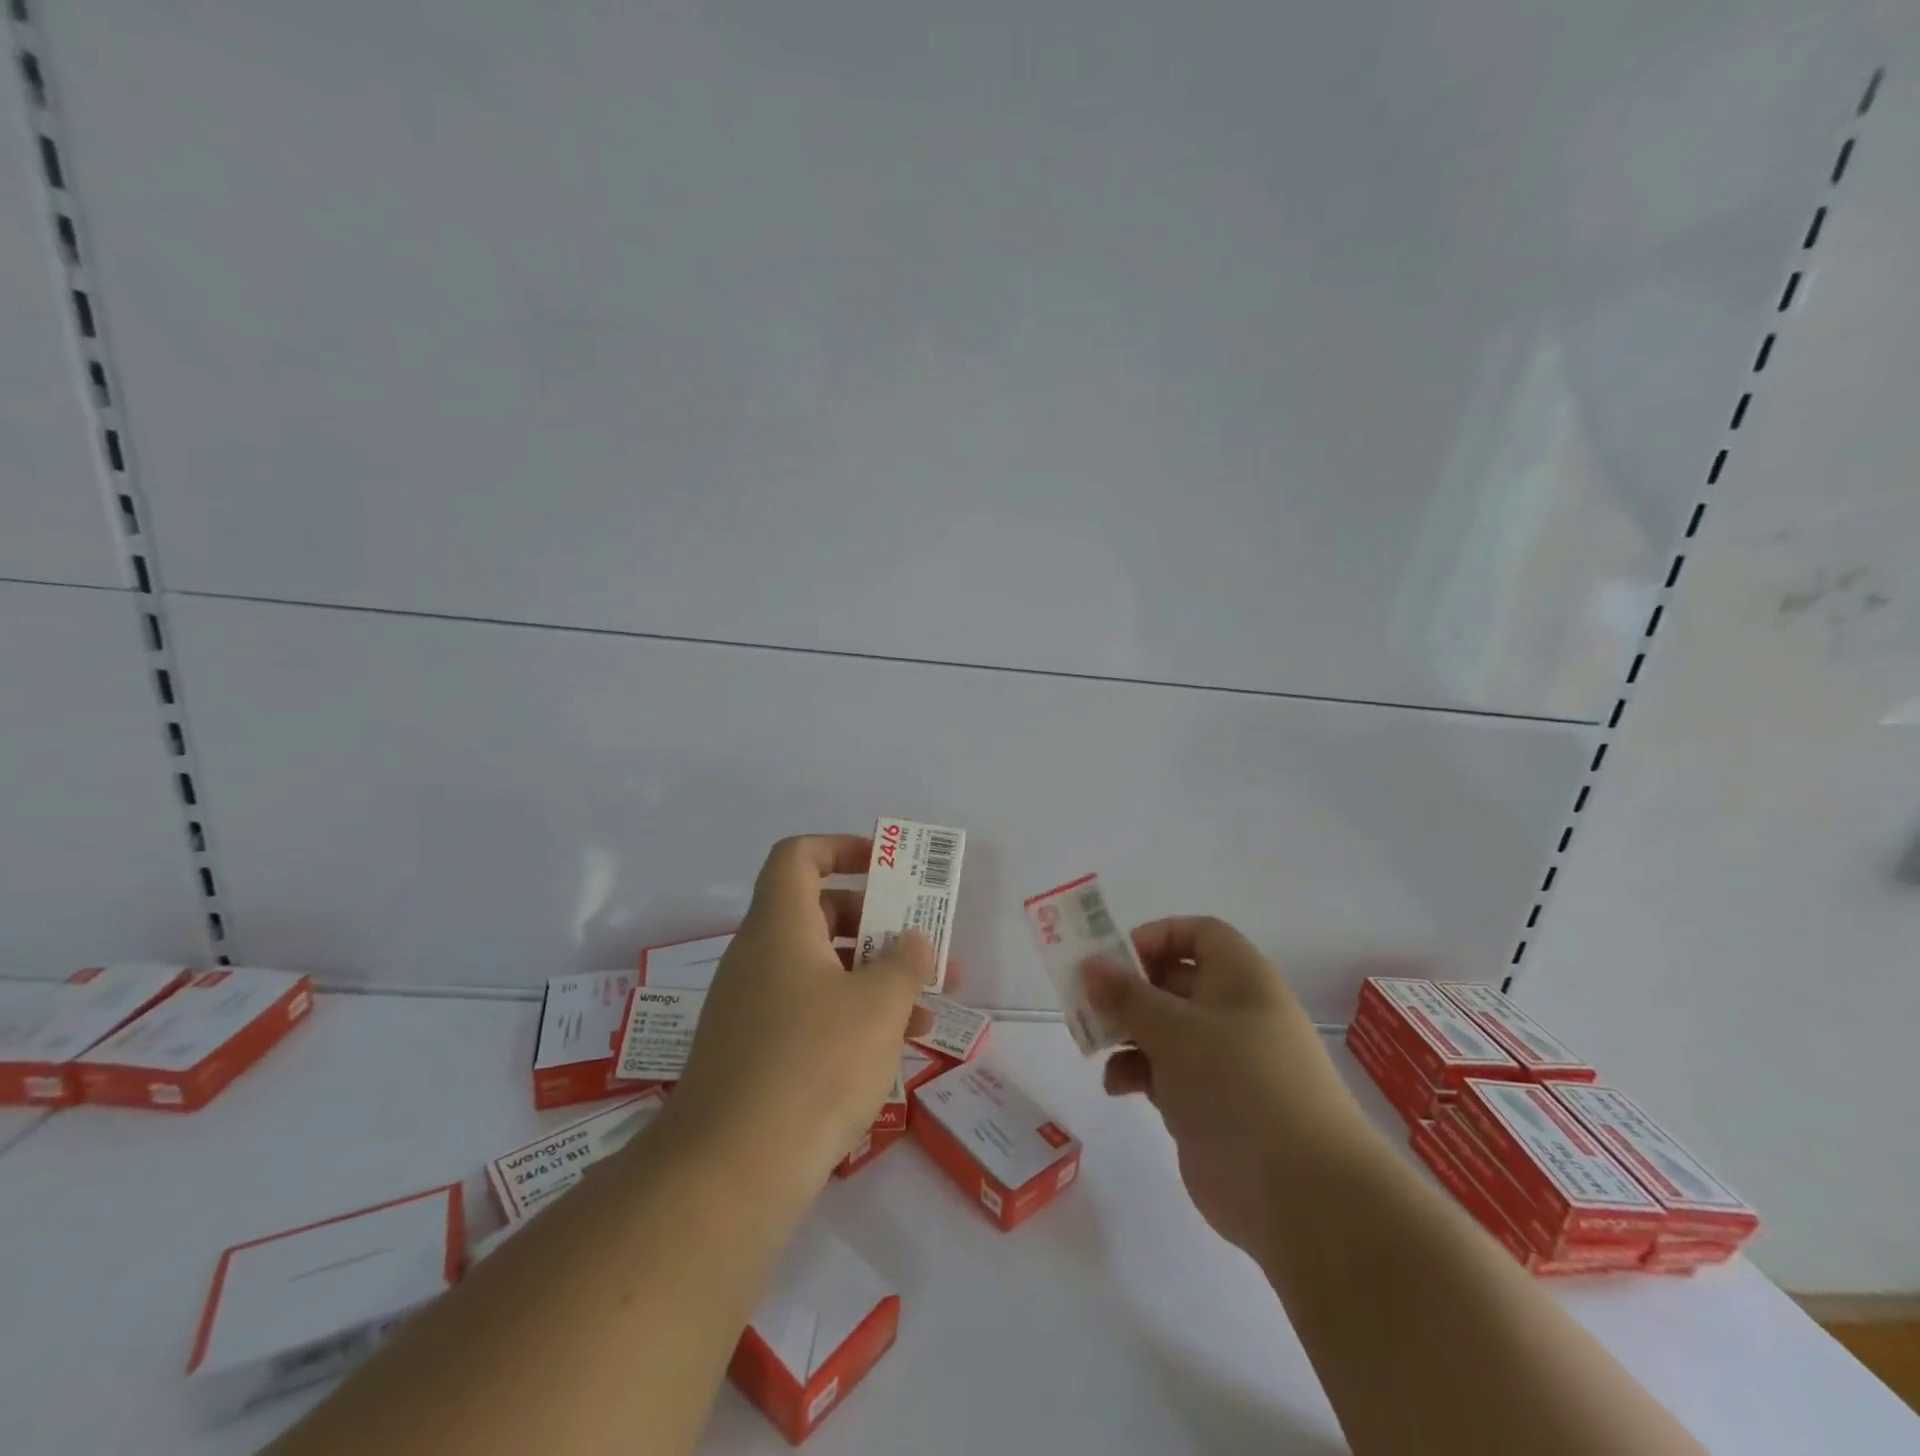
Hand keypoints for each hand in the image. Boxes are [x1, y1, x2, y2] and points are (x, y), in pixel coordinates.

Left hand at [661, 835, 927, 1197]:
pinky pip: (811, 1011)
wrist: (729, 1174)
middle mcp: (760, 957)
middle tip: (920, 941)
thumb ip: (904, 963)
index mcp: (780, 926)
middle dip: (876, 921)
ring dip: (874, 975)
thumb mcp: (877, 1006)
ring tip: (929, 1001)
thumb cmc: (812, 1065)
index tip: (886, 867)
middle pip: (818, 912)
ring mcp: (753, 1007)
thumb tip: (912, 939)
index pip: (798, 856)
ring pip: (821, 968)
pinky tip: (896, 1045)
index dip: (842, 848)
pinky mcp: (756, 1053)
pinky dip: (852, 1014)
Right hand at [1088, 917, 1370, 1255]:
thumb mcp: (1173, 1029)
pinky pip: (1166, 1072)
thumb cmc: (1238, 1084)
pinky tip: (1116, 1087)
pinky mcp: (1211, 1102)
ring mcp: (1224, 1060)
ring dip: (1126, 1032)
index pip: (1198, 933)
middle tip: (1087, 1000)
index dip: (1156, 937)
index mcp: (1240, 978)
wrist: (1300, 1192)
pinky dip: (1138, 1072)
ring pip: (1165, 1029)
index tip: (1115, 958)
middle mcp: (1234, 1011)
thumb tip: (1090, 964)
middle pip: (1174, 980)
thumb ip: (1126, 995)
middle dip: (1128, 989)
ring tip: (1092, 1043)